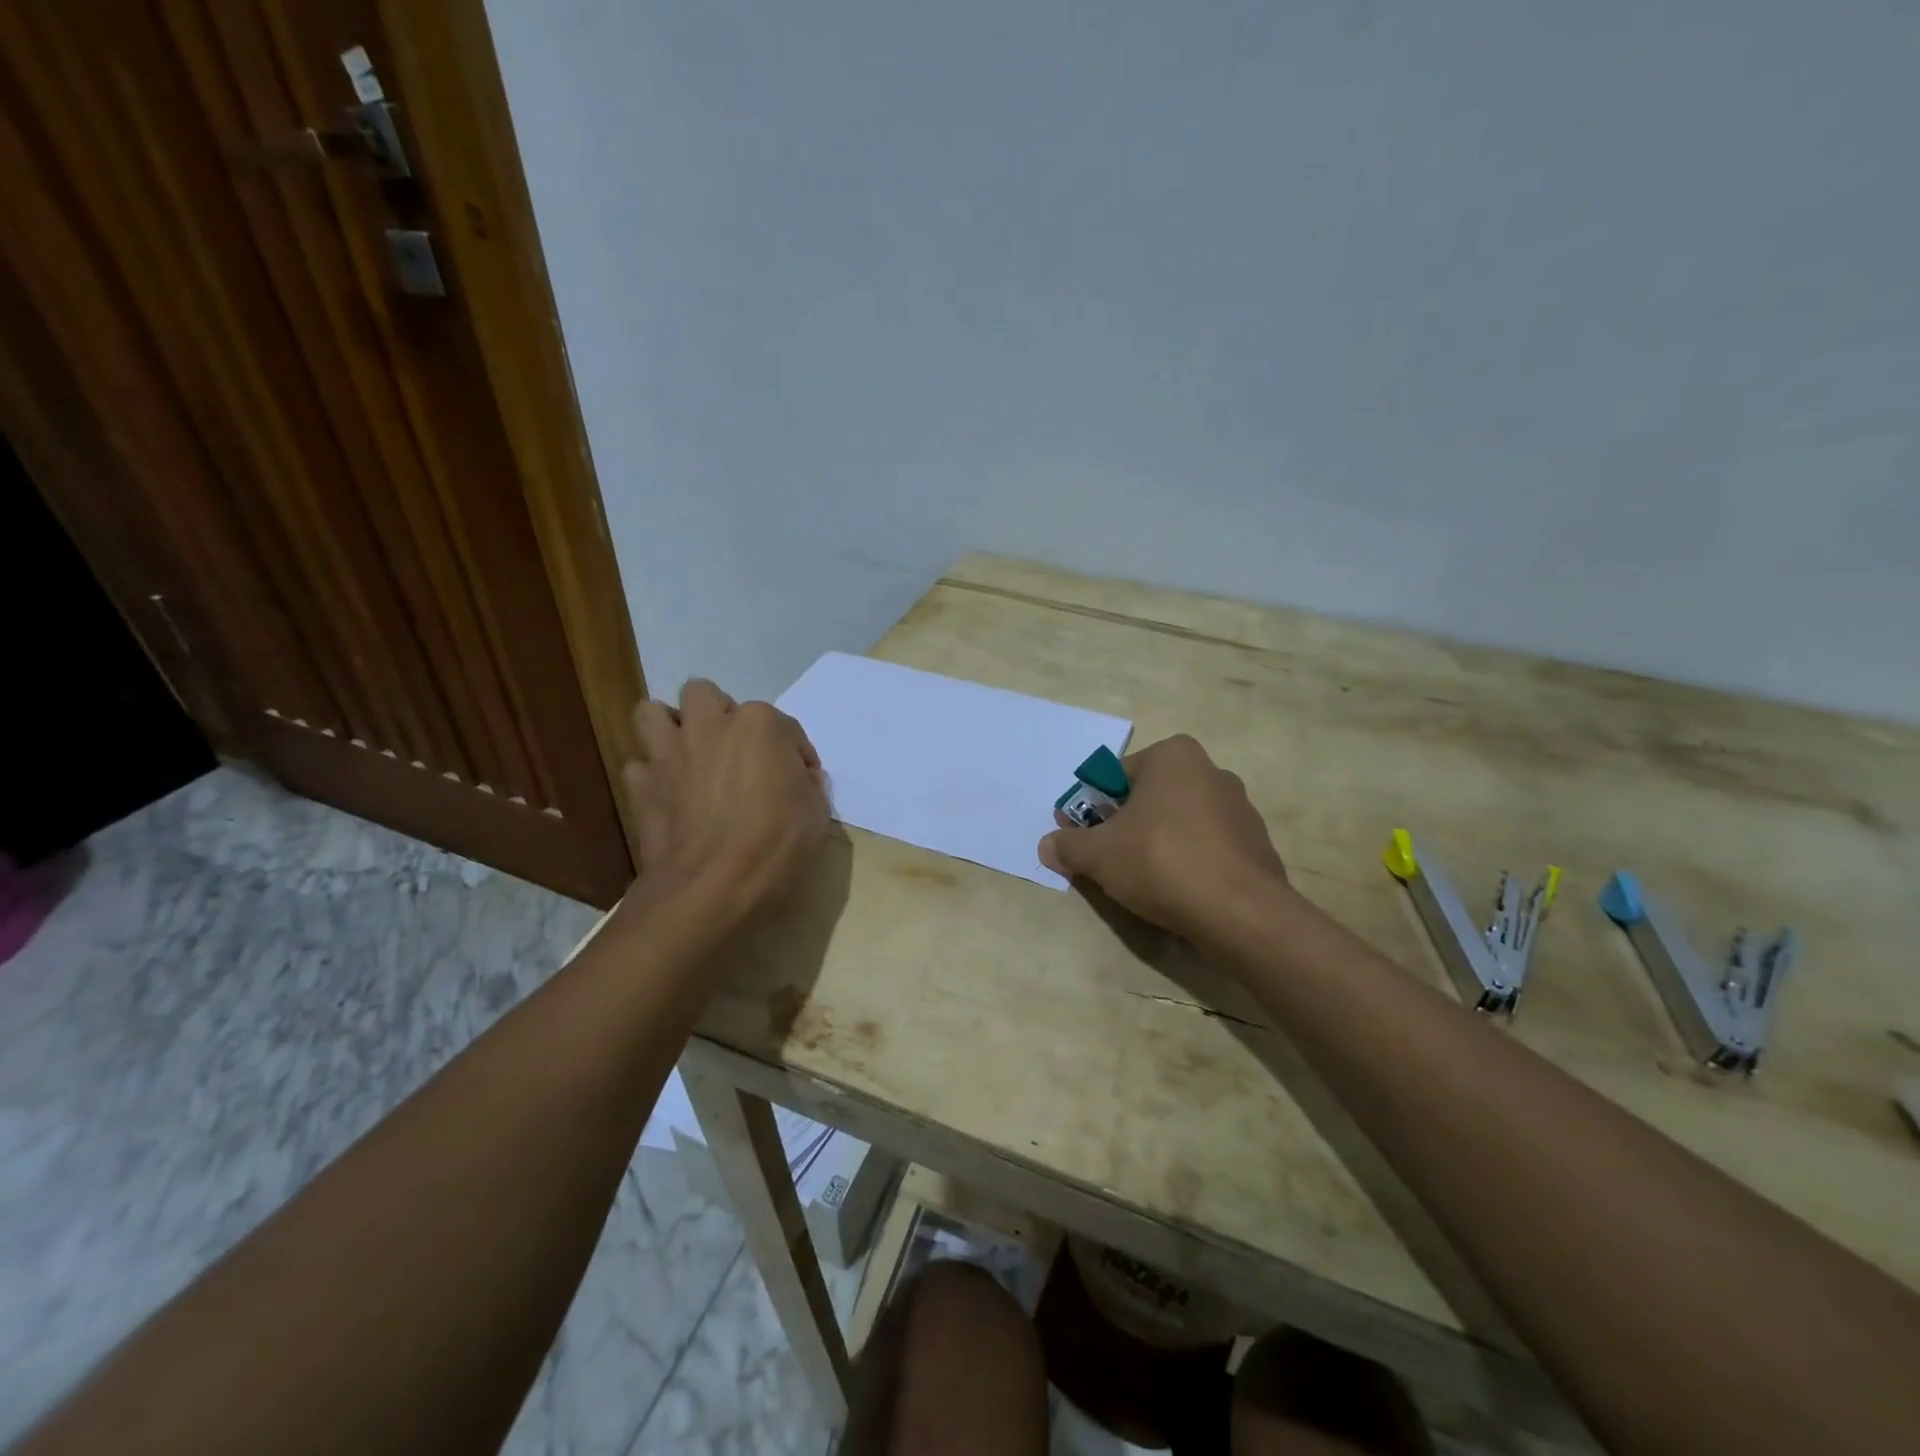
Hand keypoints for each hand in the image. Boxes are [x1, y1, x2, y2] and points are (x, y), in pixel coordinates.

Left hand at [621, 680, 829, 925]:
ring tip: (689, 754)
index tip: (800, 780)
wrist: (712, 887)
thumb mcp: (817, 813)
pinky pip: (639, 765)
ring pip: (653, 712)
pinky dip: (652, 774)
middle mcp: (710, 726)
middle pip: (705, 695)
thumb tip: (799, 777)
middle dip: (718, 714)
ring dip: (671, 728)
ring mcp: (669, 753)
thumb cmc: (775, 845)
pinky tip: (669, 793)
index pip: (784, 725)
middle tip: (734, 749)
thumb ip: (808, 783)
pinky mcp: (641, 785)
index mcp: (759, 725)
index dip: (795, 753)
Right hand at [1039, 734, 1287, 940]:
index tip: (1080, 839)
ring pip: (1177, 823)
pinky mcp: (1255, 844)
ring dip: (1154, 844)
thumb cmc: (1161, 862)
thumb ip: (1068, 845)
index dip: (1090, 810)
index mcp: (1173, 756)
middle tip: (1105, 861)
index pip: (1115, 778)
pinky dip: (1187, 862)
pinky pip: (1206, 847)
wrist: (1241, 913)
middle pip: (1147, 799)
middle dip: (1123, 827)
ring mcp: (1239, 808)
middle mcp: (1211, 771)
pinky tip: (1177, 891)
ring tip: (1141, 882)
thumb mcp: (1098, 854)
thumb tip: (1047, 846)